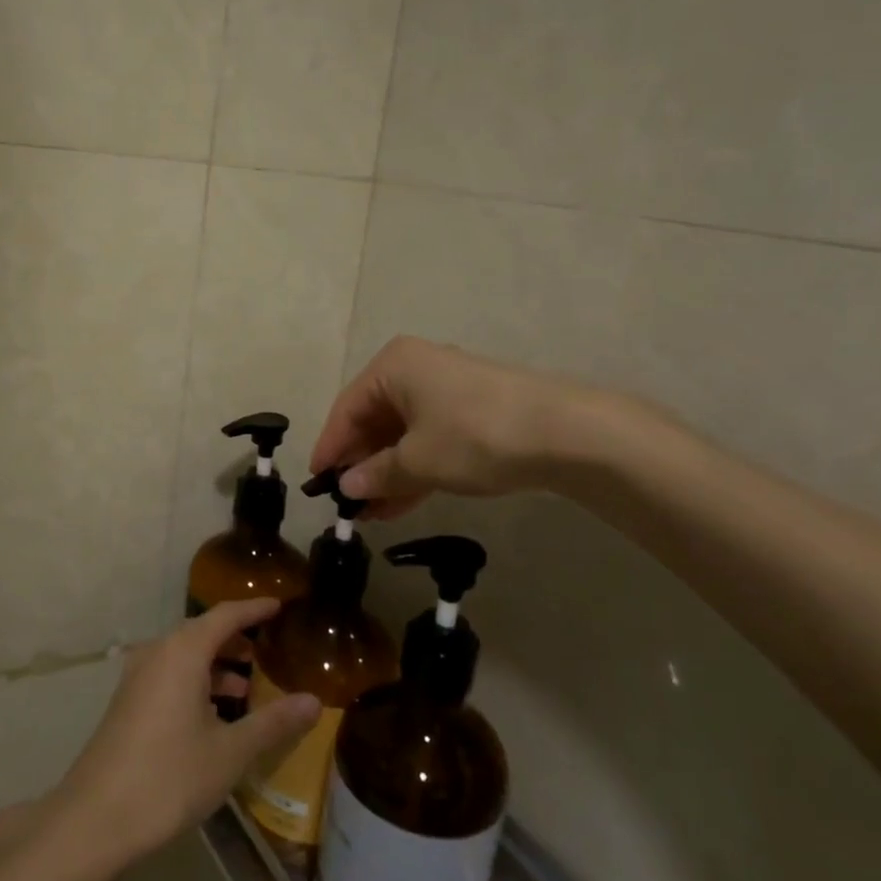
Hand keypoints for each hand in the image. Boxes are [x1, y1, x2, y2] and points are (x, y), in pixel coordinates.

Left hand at [54, 600, 321, 861]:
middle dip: (237, 639)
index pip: (226, 614)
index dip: (254, 608)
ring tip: (248, 688)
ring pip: (185, 656)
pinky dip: (196, 681)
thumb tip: (314, 702)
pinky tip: (215, 714)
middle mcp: (158, 652)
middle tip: (270, 651)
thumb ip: (273, 723)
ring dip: (217, 664)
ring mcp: (138, 676)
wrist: (94, 820)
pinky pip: (170, 674)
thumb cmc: (169, 777)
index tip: (280, 605)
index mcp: (183, 651)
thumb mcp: (230, 752)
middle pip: (204, 632)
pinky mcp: (128, 702)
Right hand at [311, 336, 614, 516]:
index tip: (316, 483)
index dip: (330, 448)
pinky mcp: (471, 411)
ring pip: (402, 434)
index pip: (346, 409)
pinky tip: (399, 503)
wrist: (564, 432)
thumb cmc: (474, 435)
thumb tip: (348, 485)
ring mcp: (446, 390)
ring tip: (369, 514)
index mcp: (393, 366)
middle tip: (346, 503)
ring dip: (386, 473)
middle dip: (360, 464)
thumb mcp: (417, 461)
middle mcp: (415, 370)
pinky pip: (428, 439)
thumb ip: (376, 473)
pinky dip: (414, 468)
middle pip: (374, 420)